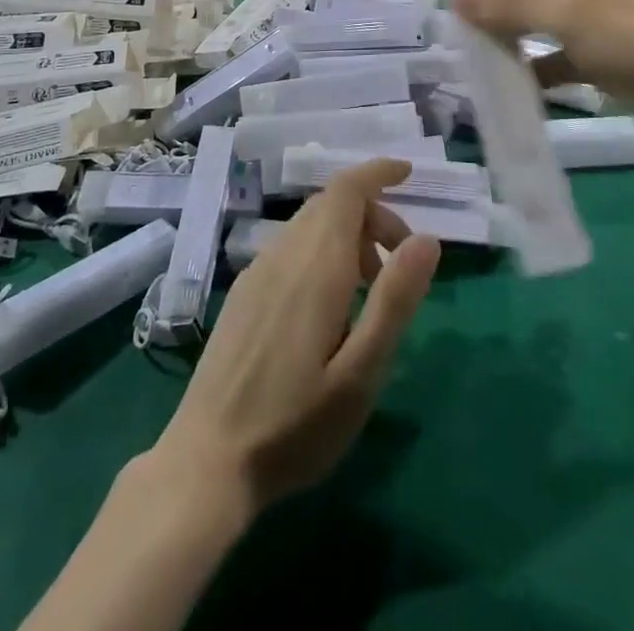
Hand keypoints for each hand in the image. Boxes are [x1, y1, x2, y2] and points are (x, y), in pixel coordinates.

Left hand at [152, 159, 439, 512]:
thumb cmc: (295, 425)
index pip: (346, 190)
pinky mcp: (244, 292)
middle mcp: (283, 254)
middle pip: (332, 203)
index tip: (408, 174)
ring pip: (311, 225)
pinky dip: (322, 251)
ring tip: (371, 290)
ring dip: (349, 235)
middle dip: (373, 214)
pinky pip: (291, 247)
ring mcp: (258, 271)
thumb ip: (395, 299)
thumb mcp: (361, 373)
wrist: (207, 461)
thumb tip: (426, 238)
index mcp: (316, 266)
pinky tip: (330, 305)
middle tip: (402, 262)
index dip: (377, 172)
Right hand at [452, 0, 633, 153]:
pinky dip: (531, 68)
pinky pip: (552, 58)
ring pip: (532, 19)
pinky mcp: (600, 60)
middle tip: (447, 12)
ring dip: (503, 32)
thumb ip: (509, 7)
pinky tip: (506, 88)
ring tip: (464, 51)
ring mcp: (590, 23)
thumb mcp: (568, 17)